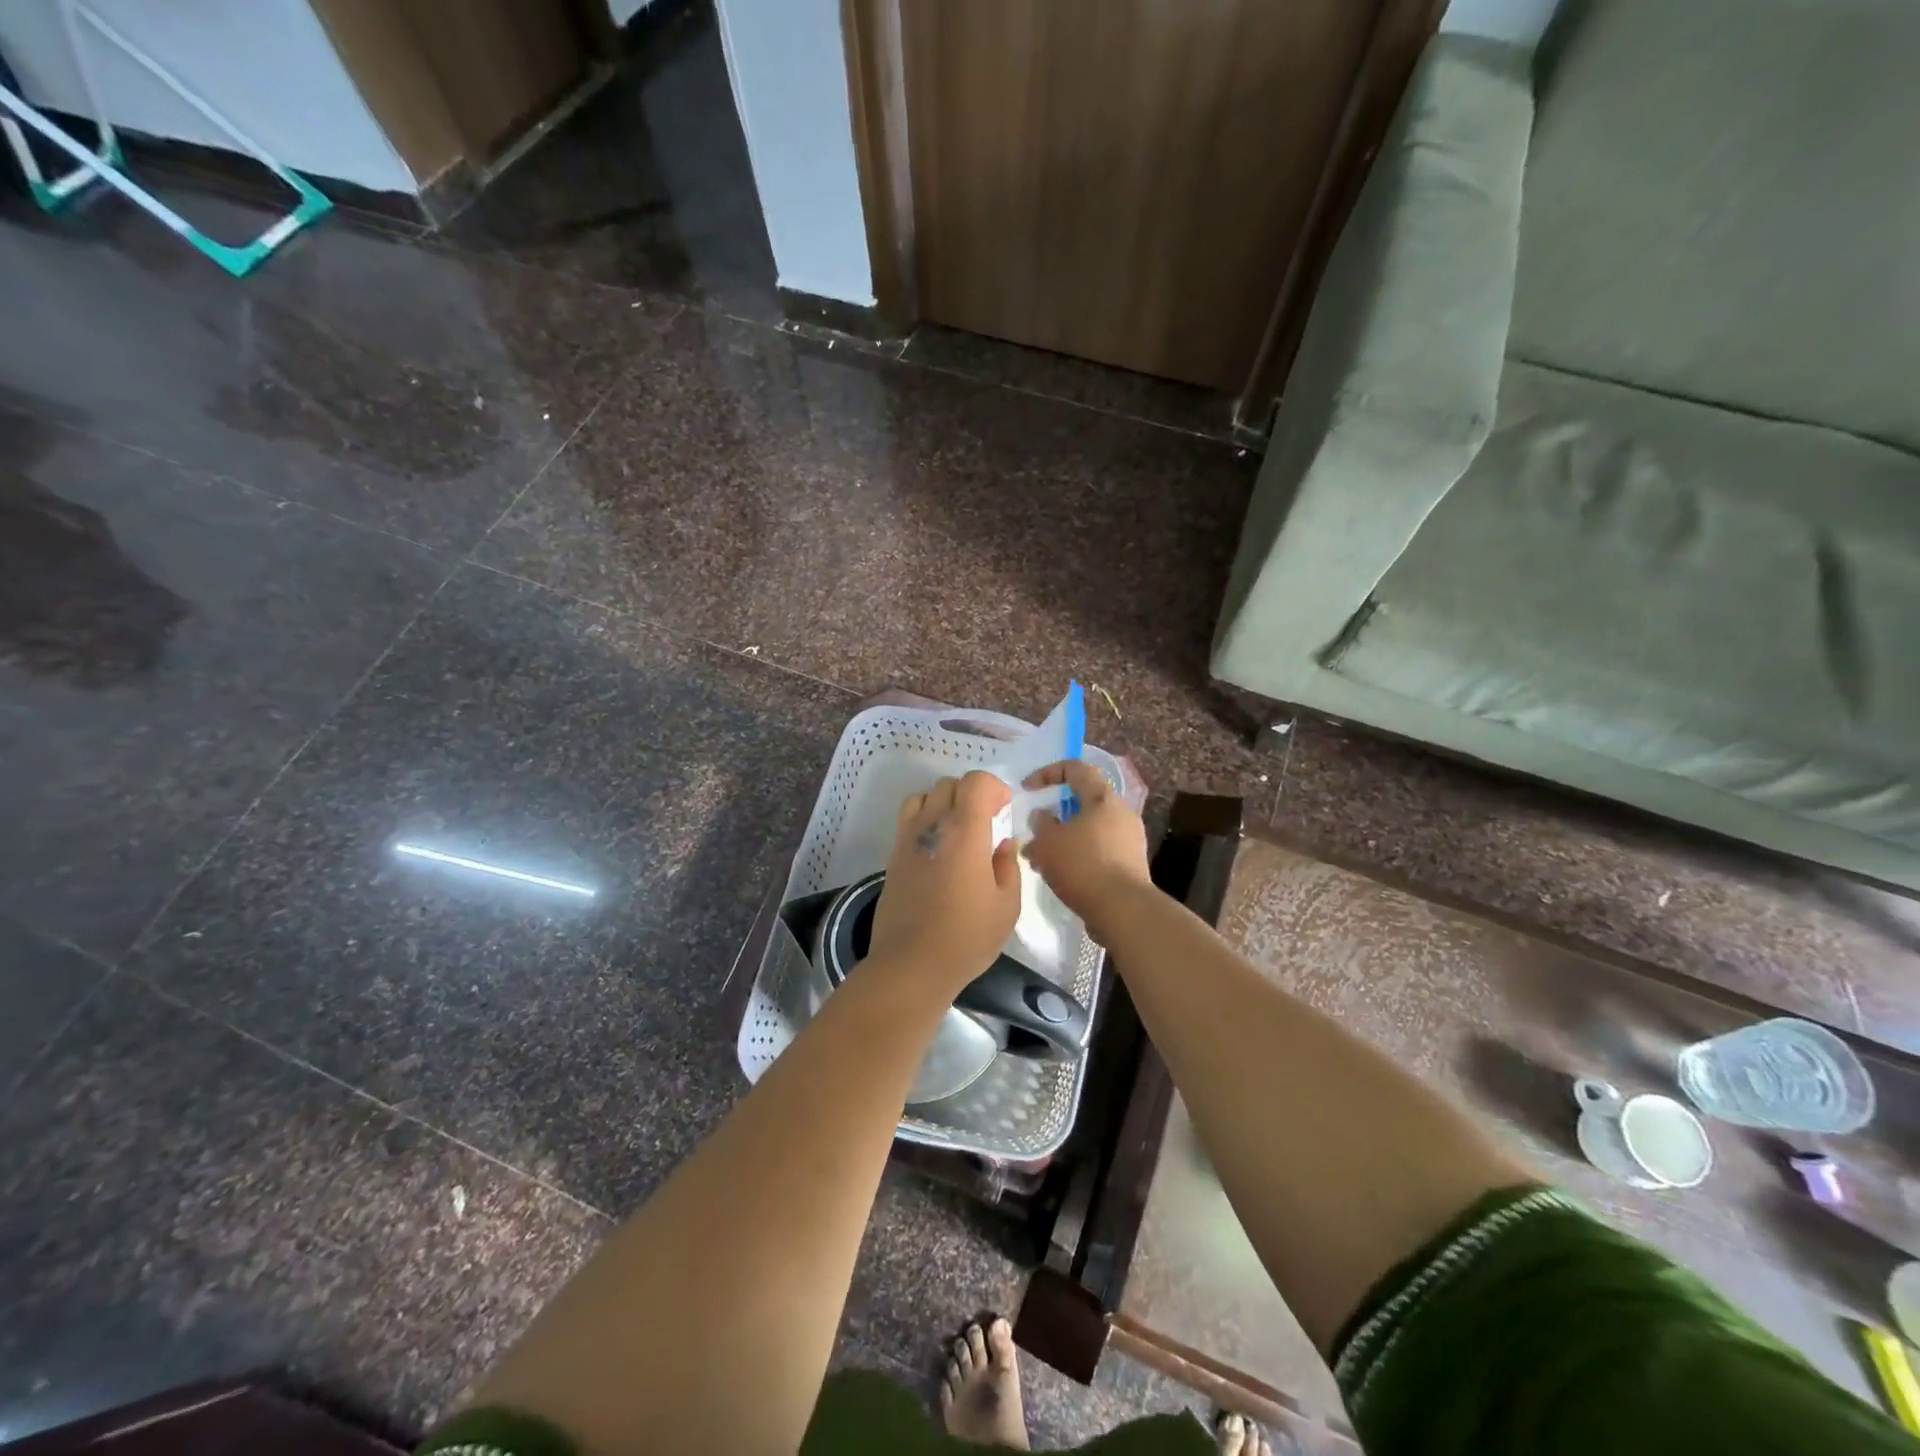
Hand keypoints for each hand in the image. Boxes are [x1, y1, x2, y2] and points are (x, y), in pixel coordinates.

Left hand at [869, 772, 1021, 988]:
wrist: (911, 964)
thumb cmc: (966, 937)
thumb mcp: (1006, 907)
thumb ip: (1008, 867)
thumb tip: (1004, 844)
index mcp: (965, 833)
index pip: (975, 783)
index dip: (993, 787)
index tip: (1004, 807)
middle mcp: (933, 826)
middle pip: (949, 784)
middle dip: (971, 793)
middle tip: (986, 818)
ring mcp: (908, 839)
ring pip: (924, 796)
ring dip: (943, 801)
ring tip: (957, 828)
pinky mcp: (893, 856)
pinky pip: (908, 818)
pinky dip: (924, 818)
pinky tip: (937, 847)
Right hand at [1022, 760, 1151, 941]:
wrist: (1123, 910)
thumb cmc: (1082, 866)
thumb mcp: (1048, 842)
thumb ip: (1041, 823)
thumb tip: (1043, 816)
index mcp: (1103, 798)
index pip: (1076, 769)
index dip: (1048, 773)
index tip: (1028, 788)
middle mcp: (1121, 813)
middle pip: (1083, 802)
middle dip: (1055, 815)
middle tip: (1035, 831)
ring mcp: (1130, 840)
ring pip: (1089, 829)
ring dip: (1064, 839)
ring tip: (1041, 859)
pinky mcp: (1131, 865)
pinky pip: (1099, 850)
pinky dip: (1078, 856)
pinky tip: (1060, 876)